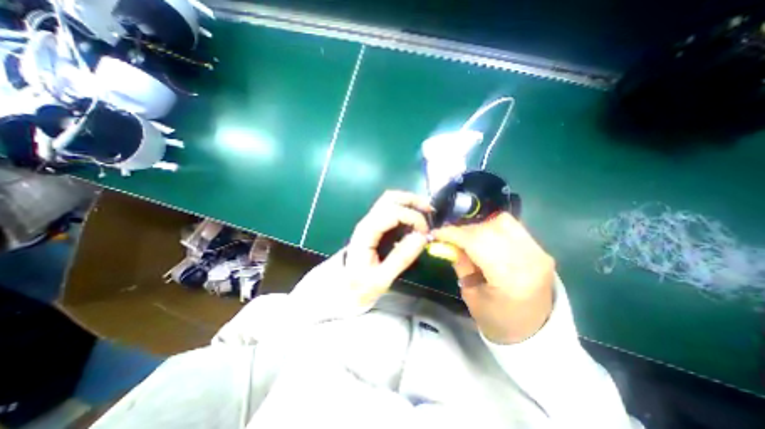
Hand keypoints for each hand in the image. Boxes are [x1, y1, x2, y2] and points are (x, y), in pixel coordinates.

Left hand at [346, 191, 432, 308]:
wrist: (344, 287)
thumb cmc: (360, 285)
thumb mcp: (382, 278)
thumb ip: (401, 258)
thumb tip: (422, 237)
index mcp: (367, 232)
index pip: (392, 213)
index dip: (412, 217)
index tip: (425, 232)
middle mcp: (367, 222)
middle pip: (389, 198)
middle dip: (412, 200)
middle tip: (429, 211)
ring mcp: (370, 222)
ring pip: (389, 200)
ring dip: (409, 202)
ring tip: (425, 212)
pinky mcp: (375, 225)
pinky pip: (390, 209)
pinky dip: (405, 208)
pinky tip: (415, 218)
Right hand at [433, 213, 553, 343]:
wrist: (534, 331)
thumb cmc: (496, 319)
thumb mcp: (470, 294)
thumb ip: (460, 263)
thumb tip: (447, 242)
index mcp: (509, 279)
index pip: (477, 243)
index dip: (454, 234)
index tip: (436, 233)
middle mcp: (528, 261)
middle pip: (489, 229)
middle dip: (465, 230)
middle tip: (452, 238)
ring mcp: (539, 253)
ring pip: (503, 222)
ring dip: (481, 227)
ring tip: (471, 240)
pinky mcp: (541, 250)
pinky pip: (513, 228)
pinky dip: (494, 229)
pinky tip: (486, 241)